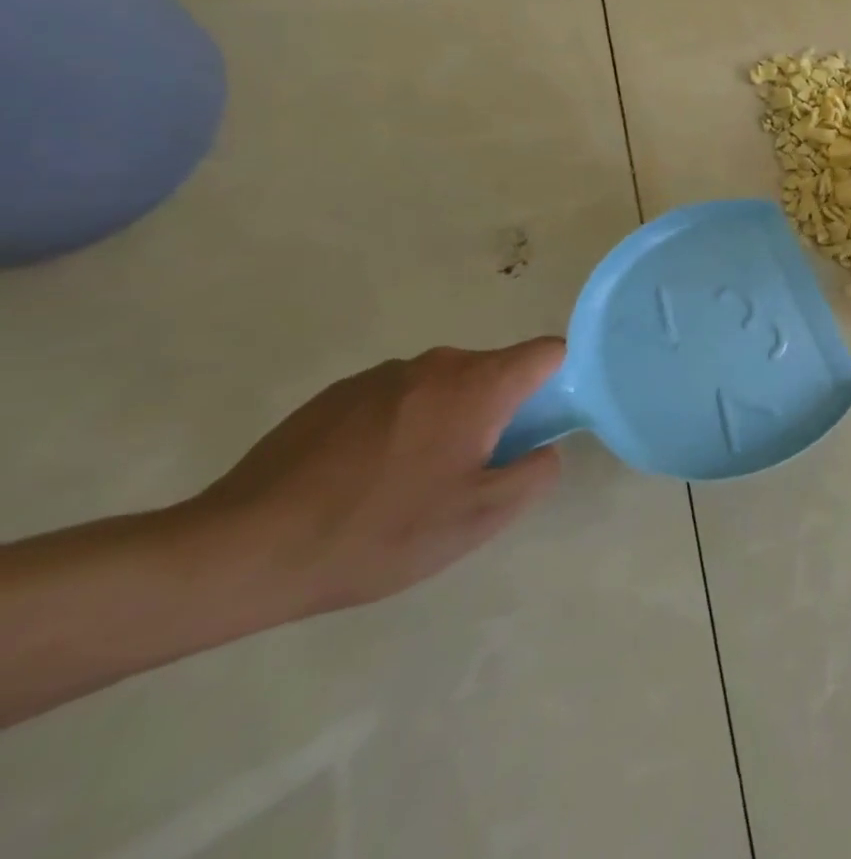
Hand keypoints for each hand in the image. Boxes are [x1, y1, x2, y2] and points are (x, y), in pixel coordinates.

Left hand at [190, 340, 564, 617]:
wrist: (238, 553)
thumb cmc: (377, 532)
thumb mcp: (478, 518)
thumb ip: (535, 473)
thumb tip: (546, 448)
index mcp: (478, 384)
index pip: (548, 352)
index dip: (558, 383)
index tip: (539, 429)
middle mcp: (436, 364)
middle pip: (495, 370)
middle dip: (499, 411)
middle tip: (471, 472)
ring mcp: (381, 376)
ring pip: (444, 386)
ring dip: (448, 419)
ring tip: (410, 482)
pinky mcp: (335, 395)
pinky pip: (396, 399)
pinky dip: (400, 427)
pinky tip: (363, 480)